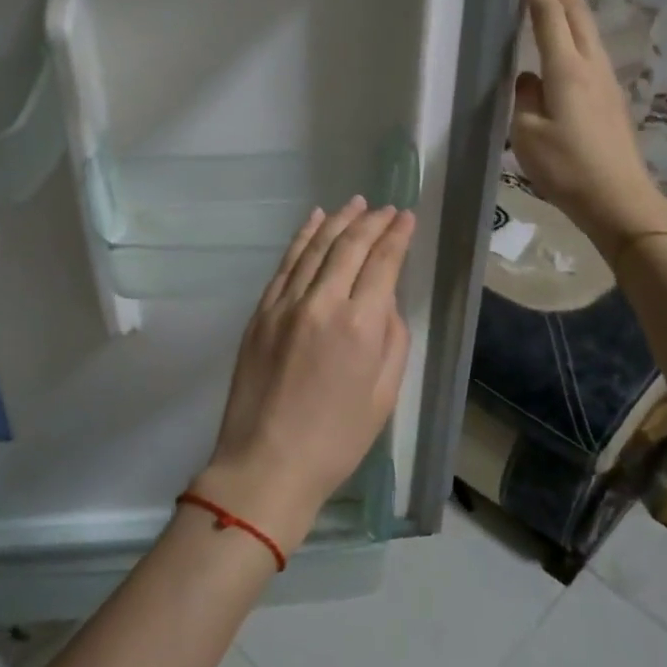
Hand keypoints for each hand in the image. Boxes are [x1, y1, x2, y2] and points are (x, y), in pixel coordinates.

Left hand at [193, 197, 415, 554]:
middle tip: (386, 208)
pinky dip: (301, 238)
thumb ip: (392, 338)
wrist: (267, 462)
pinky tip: (313, 222)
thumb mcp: (384, 394)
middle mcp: (321, 303)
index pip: (382, 263)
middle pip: (348, 246)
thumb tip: (385, 300)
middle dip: (371, 221)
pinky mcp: (260, 312)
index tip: (406, 217)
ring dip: (337, 221)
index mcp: (360, 325)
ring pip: (314, 247)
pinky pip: (285, 264)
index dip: (397, 236)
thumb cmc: (336, 440)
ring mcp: (284, 304)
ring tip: (355, 203)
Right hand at [510, 0, 666, 254]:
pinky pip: (590, 48)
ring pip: (587, 28)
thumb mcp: (528, 135)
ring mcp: (605, 80)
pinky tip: (566, 36)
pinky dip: (575, 28)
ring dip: (569, 3)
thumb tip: (528, 79)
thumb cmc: (567, 168)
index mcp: (567, 71)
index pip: (549, 16)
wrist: (618, 199)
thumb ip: (524, 99)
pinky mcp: (610, 96)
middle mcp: (591, 66)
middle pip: (576, 13)